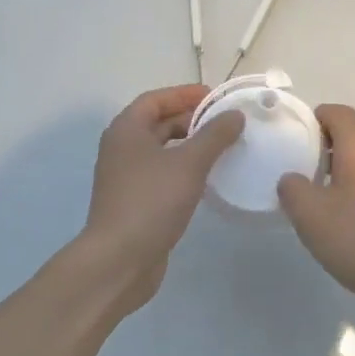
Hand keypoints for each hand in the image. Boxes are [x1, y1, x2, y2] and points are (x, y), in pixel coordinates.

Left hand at [78, 85, 243, 312]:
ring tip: (222, 148)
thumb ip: (215, 135)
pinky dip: (184, 170)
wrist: (119, 261)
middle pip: (158, 123)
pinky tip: (208, 179)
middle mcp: (122, 149)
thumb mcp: (189, 163)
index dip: (185, 94)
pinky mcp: (135, 202)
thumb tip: (235, 115)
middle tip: (224, 123)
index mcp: (127, 130)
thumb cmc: (151, 201)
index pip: (155, 99)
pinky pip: (163, 174)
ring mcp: (127, 178)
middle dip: (191, 119)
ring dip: (190, 146)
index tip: (216, 97)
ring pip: (162, 150)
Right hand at [277, 104, 354, 334]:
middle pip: (350, 134)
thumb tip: (292, 179)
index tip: (292, 141)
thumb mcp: (311, 215)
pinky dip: (354, 190)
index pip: (335, 111)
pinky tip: (342, 221)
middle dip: (321, 147)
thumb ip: (292, 189)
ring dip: (337, 172)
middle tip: (298, 171)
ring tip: (315, 198)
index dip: (311, 119)